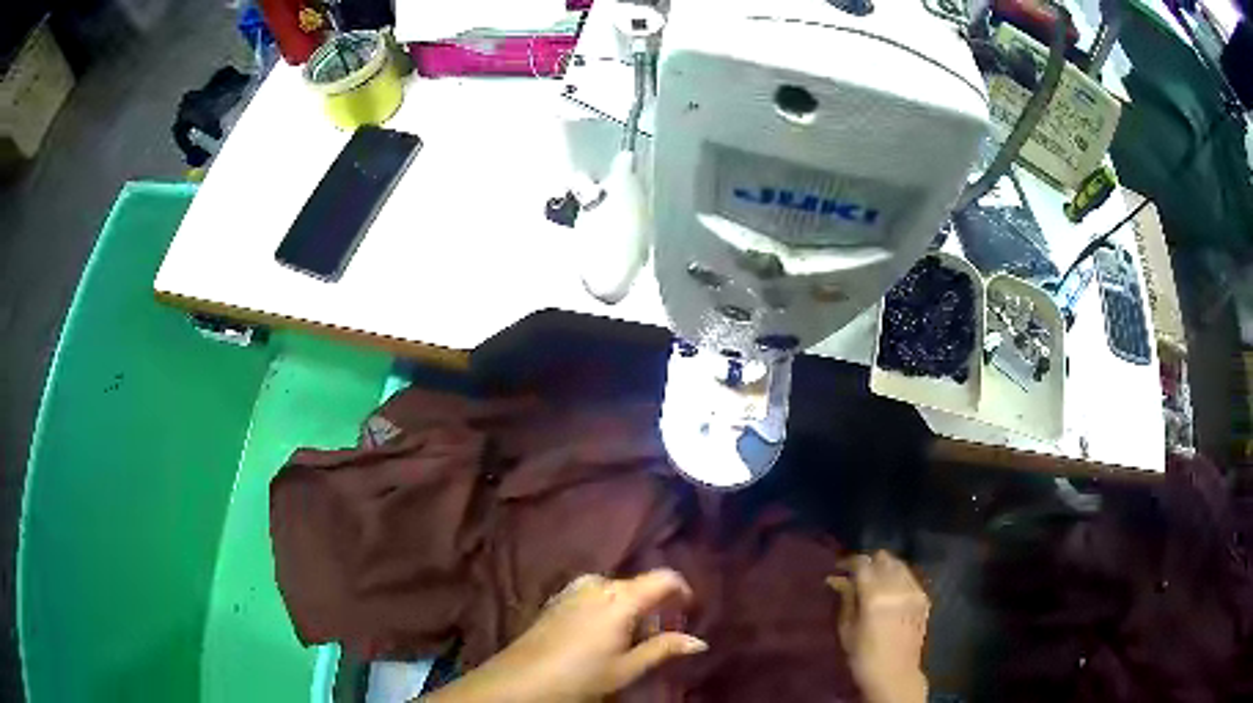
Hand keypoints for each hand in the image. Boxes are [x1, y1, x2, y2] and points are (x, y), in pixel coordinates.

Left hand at [421, 570, 706, 702]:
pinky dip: (606, 608)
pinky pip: (592, 594)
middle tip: (659, 636)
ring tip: (629, 640)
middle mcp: (597, 584)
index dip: (682, 590)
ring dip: (629, 608)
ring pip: (615, 590)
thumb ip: (663, 649)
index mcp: (621, 598)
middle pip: (638, 585)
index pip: (663, 578)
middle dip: (654, 606)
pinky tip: (600, 635)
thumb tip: (699, 641)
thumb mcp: (627, 668)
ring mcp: (573, 589)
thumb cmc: (581, 676)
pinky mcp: (556, 599)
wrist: (520, 680)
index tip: (689, 611)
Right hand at [827, 551, 929, 702]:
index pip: (863, 563)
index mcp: (875, 596)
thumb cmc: (863, 657)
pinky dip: (899, 578)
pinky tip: (891, 591)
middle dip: (870, 563)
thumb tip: (837, 579)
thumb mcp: (847, 630)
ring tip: (875, 581)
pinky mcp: (924, 598)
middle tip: (858, 575)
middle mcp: (898, 587)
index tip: (840, 567)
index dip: (850, 561)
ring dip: (886, 568)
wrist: (895, 674)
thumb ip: (845, 599)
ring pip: (900, 565)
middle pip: (884, 558)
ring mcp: (915, 591)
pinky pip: (911, 578)